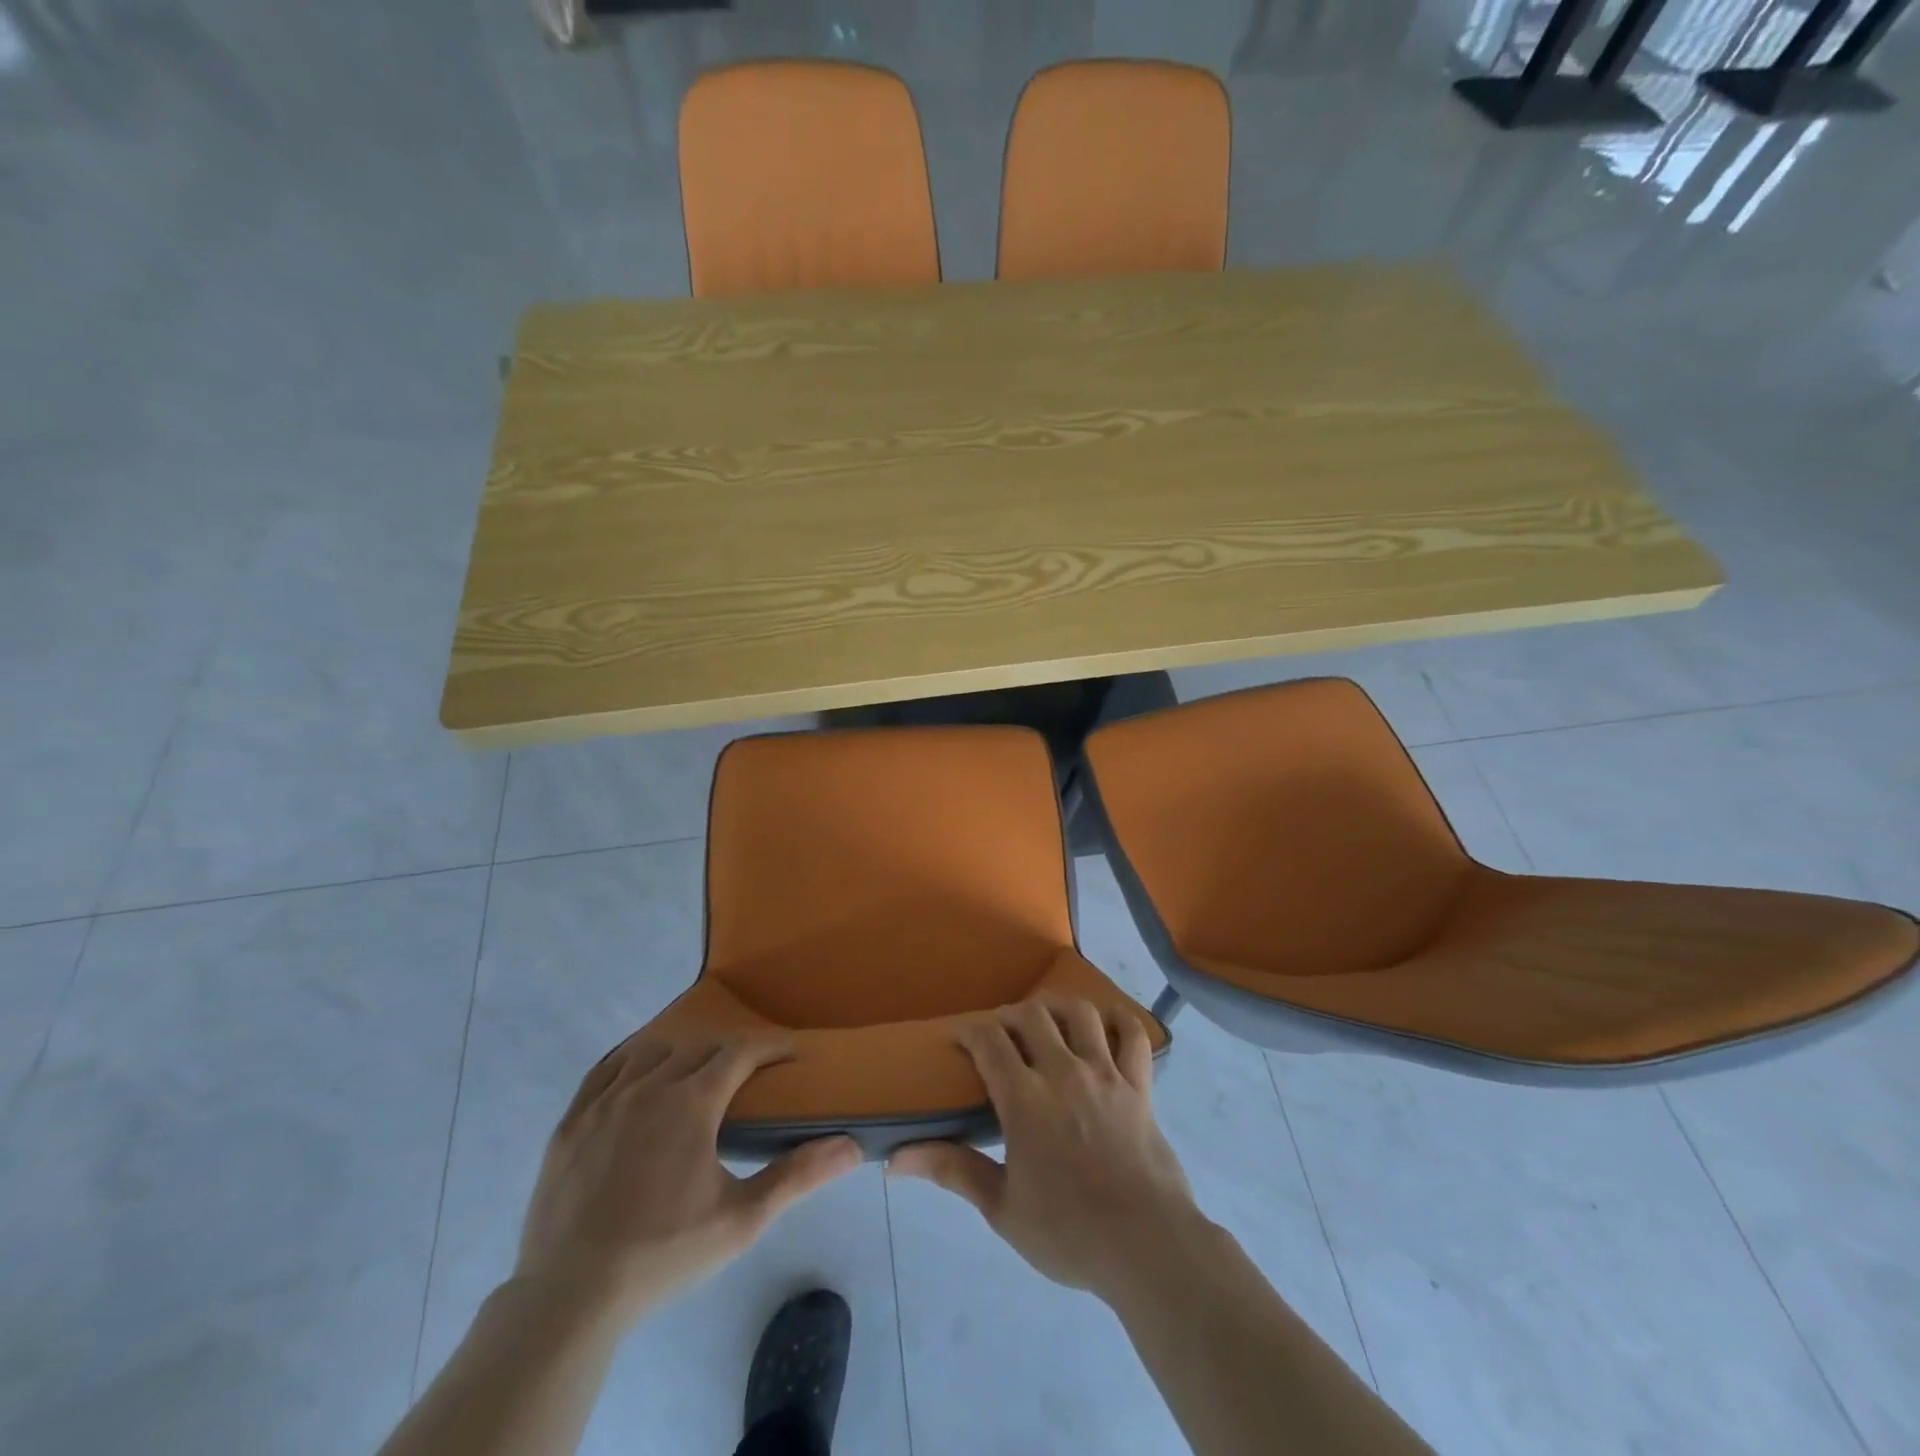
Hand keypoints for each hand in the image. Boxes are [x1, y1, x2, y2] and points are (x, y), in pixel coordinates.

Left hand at [513, 1033, 860, 1328]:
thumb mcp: (741, 1220)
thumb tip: (851, 1147)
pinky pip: (605, 1069)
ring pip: (652, 1051)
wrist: (570, 1297)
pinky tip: (639, 1075)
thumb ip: (797, 1176)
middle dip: (730, 1051)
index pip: (740, 1052)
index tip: (791, 1053)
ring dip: (682, 1052)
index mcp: (692, 1101)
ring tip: (696, 1072)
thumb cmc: (664, 1253)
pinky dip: (631, 1061)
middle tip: (750, 1071)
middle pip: (699, 1047)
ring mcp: (604, 1101)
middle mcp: (649, 1086)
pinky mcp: (571, 1121)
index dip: (770, 1047)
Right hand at [888, 998, 1206, 1303]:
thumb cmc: (1068, 1232)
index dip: (971, 1031)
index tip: (961, 1038)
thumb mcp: (1002, 1208)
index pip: (990, 1041)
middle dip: (1010, 1016)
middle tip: (1002, 1033)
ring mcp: (1106, 1074)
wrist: (1146, 1246)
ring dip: (1058, 1007)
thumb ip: (952, 1171)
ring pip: (1080, 1014)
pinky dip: (1118, 1021)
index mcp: (1025, 1099)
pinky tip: (1106, 1025)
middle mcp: (1063, 1072)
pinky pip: (1133, 1036)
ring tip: (1047, 1018)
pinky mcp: (1140, 1085)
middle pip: (1033, 1015)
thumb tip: (894, 1160)